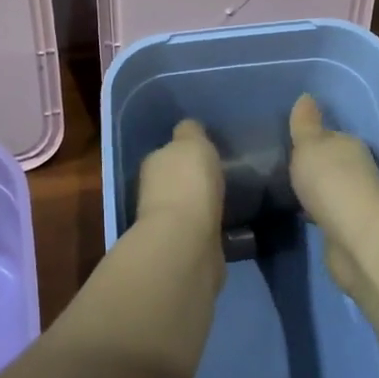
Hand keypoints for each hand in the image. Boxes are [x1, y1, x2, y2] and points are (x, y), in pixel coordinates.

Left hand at [134, 119, 224, 238]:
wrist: (186, 240)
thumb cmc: (189, 182)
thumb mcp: (192, 142)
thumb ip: (190, 132)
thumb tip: (189, 129)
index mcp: (153, 163)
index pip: (167, 152)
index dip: (185, 153)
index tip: (205, 155)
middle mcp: (153, 191)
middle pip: (175, 180)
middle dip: (191, 180)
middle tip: (217, 178)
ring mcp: (167, 223)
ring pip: (186, 206)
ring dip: (200, 205)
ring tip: (225, 202)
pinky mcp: (183, 248)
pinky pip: (198, 230)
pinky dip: (207, 227)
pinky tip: (224, 226)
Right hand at [288, 94, 378, 290]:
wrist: (358, 239)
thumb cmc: (331, 181)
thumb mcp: (310, 144)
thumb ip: (305, 123)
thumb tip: (306, 96)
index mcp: (349, 145)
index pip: (330, 137)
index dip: (311, 140)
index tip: (291, 146)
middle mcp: (358, 170)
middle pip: (332, 163)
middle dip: (314, 167)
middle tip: (286, 170)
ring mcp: (356, 203)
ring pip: (331, 190)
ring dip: (316, 191)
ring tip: (289, 193)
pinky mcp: (350, 231)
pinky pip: (328, 215)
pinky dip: (318, 214)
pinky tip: (302, 216)